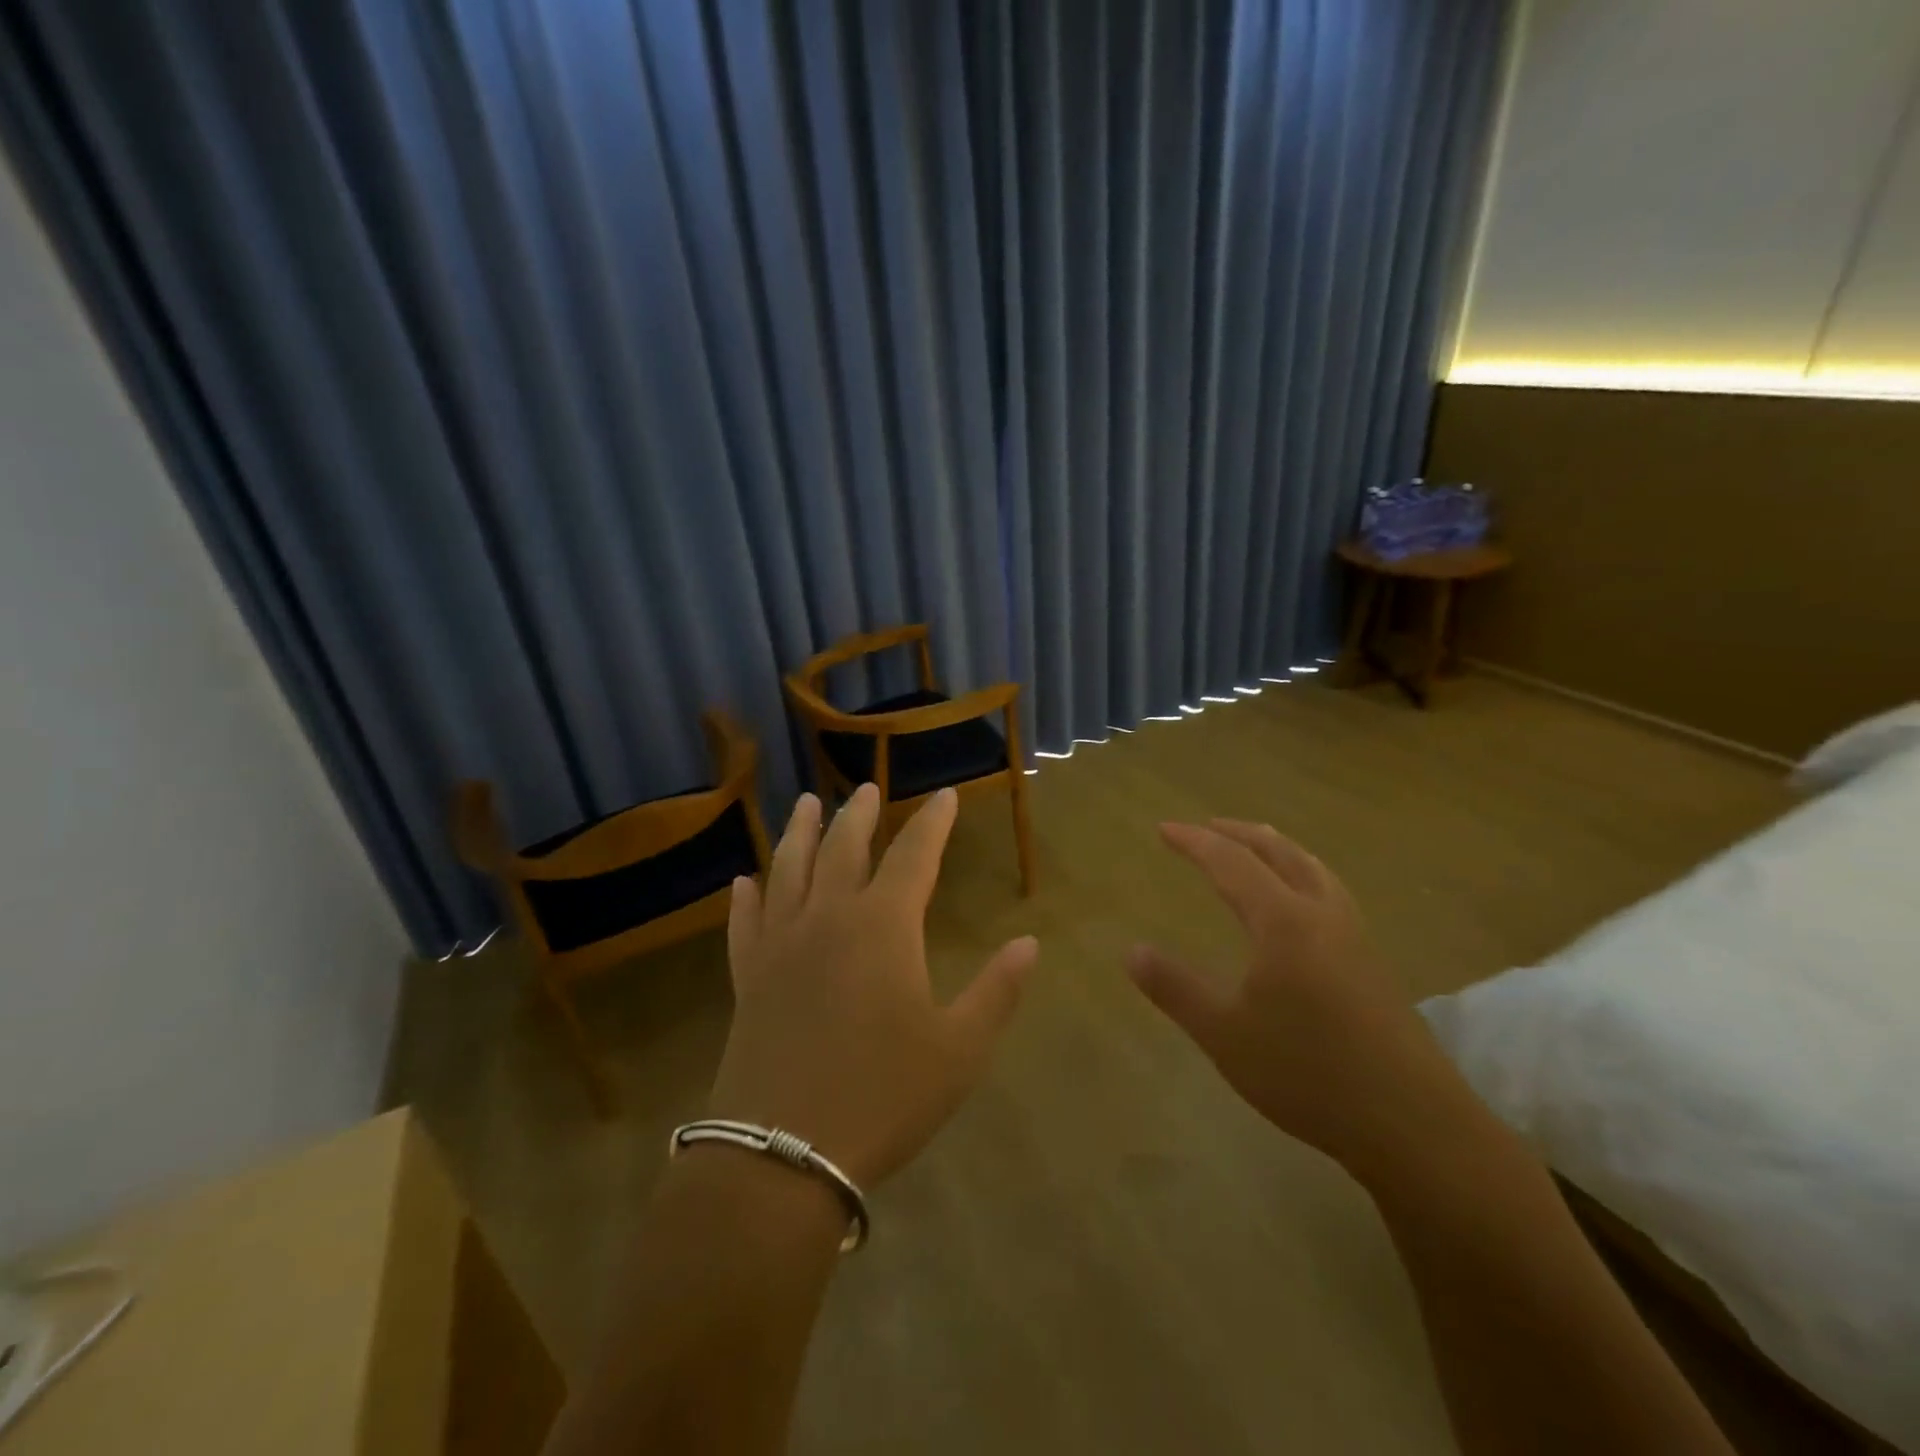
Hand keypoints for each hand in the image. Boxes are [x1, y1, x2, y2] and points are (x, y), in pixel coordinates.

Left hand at [707, 783, 1039, 1187]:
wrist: (783, 1154)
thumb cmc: (883, 1096)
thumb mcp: (958, 1050)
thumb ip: (997, 991)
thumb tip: (1029, 942)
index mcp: (883, 927)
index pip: (914, 855)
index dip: (933, 822)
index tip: (946, 795)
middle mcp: (828, 918)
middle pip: (843, 848)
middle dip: (858, 814)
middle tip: (866, 789)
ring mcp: (780, 945)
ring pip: (788, 870)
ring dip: (799, 833)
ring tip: (805, 803)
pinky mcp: (747, 977)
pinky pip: (745, 923)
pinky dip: (745, 898)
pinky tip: (743, 881)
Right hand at [1126, 820, 1467, 1182]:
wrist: (1413, 1124)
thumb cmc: (1308, 1073)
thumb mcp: (1224, 1034)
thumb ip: (1175, 988)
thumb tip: (1131, 951)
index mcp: (1283, 921)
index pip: (1231, 862)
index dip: (1195, 842)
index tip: (1164, 828)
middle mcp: (1321, 914)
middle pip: (1279, 851)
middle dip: (1238, 833)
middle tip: (1205, 827)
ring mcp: (1355, 936)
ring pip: (1312, 868)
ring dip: (1276, 847)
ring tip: (1254, 847)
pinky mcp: (1373, 962)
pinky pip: (1330, 891)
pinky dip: (1302, 873)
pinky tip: (1300, 903)